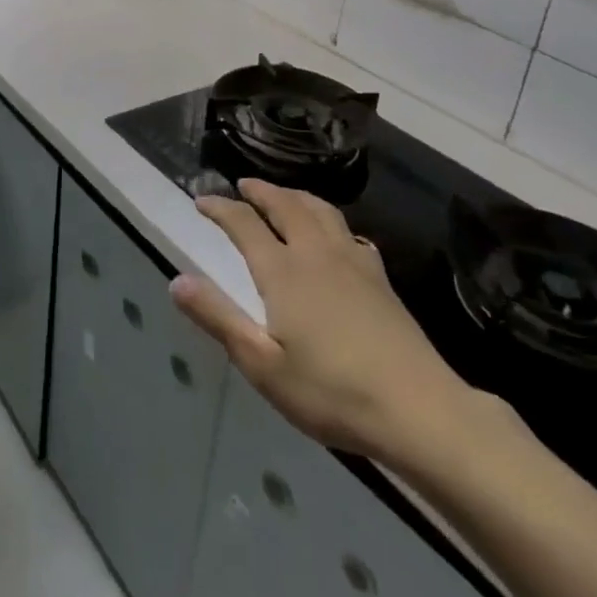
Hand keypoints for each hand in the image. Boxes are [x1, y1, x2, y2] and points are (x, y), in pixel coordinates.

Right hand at [170, 178, 480, 468]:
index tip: (201, 201)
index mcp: (283, 271)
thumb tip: (177, 281)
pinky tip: (335, 236)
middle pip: (286, 205)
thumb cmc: (332, 392)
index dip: (220, 208)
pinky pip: (349, 231)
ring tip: (283, 196)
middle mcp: (316, 254)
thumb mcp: (262, 364)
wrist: (420, 410)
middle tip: (243, 185)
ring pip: (321, 210)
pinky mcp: (381, 279)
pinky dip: (330, 220)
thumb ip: (218, 318)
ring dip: (296, 195)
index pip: (244, 224)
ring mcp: (354, 263)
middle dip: (261, 191)